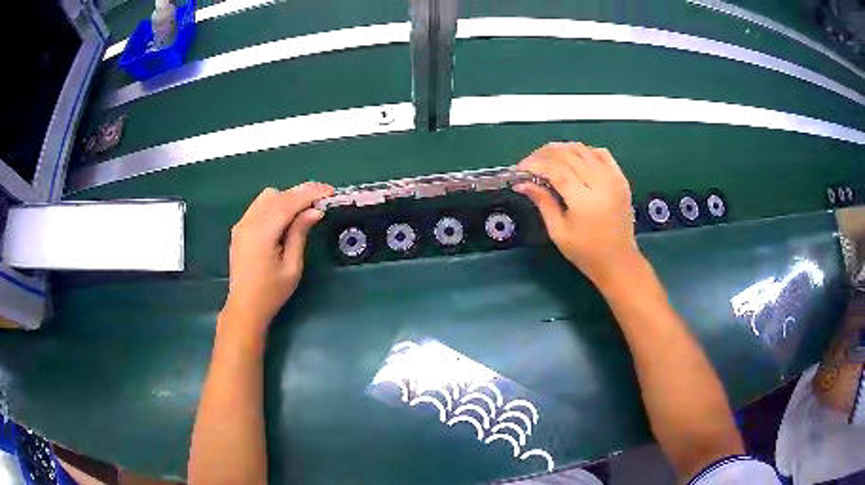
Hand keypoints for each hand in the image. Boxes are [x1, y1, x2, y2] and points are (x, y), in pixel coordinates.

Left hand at [222, 182, 333, 332]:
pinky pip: (259, 206)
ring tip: (304, 209)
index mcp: (262, 234)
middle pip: (277, 195)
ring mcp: (241, 224)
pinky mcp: (240, 228)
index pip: (287, 203)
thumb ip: (300, 234)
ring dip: (287, 198)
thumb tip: (314, 211)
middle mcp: (248, 223)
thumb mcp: (292, 266)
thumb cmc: (271, 293)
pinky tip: (287, 217)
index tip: (329, 191)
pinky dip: (276, 205)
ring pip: (267, 197)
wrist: (245, 307)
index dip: (309, 193)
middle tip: (322, 199)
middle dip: (300, 193)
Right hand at [514, 142, 642, 287]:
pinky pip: (602, 154)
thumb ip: (542, 202)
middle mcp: (600, 183)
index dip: (535, 165)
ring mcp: (613, 179)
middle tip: (530, 162)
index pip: (555, 170)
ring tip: (547, 156)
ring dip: (562, 149)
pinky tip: (574, 158)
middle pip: (568, 155)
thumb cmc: (586, 252)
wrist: (618, 261)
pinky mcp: (621, 179)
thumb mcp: (558, 231)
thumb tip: (521, 184)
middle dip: (544, 154)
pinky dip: (585, 151)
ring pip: (583, 150)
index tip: (519, 168)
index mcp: (583, 200)